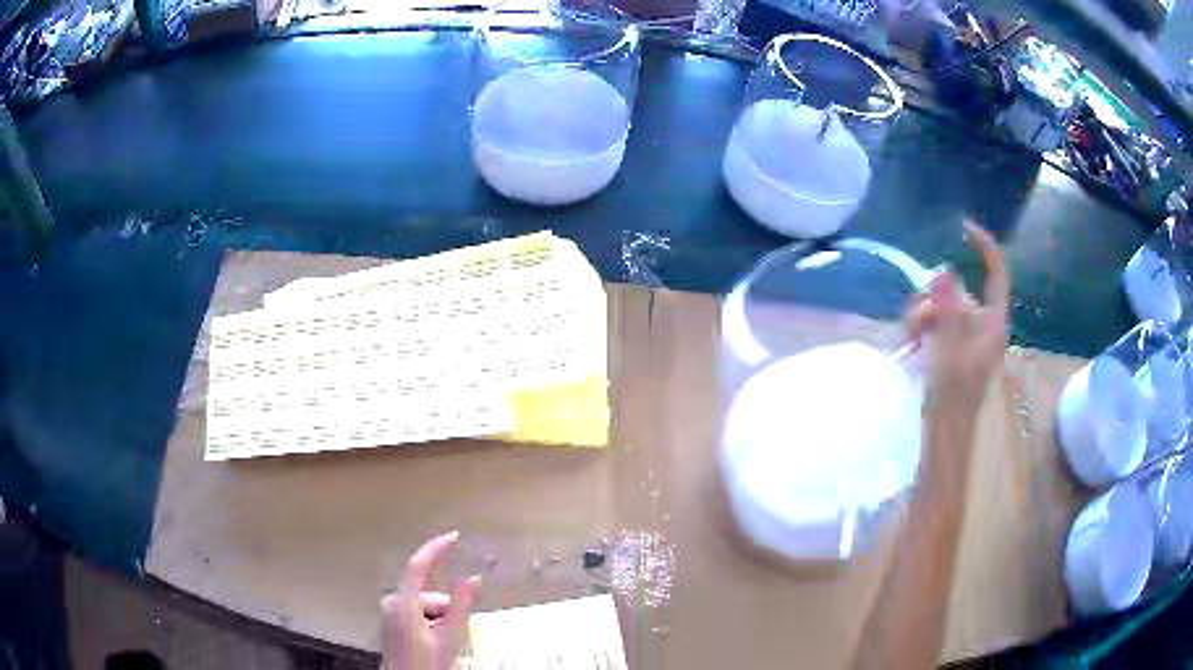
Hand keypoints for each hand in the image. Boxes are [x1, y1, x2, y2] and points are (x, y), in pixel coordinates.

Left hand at [381, 532, 481, 669]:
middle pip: (427, 593)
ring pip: (424, 604)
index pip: (418, 565)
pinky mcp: (391, 621)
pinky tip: (435, 642)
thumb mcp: (450, 638)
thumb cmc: (427, 663)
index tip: (454, 536)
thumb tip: (473, 578)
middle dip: (447, 607)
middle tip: (458, 633)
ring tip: (446, 643)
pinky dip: (430, 621)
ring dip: (440, 618)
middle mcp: (392, 602)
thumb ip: (461, 606)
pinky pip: (416, 612)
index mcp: (403, 603)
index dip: (436, 548)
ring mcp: (389, 612)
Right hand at [904, 220, 1010, 413]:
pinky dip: (921, 329)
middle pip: (958, 290)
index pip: (997, 272)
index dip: (984, 246)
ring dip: (921, 317)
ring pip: (942, 306)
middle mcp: (983, 324)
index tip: (962, 228)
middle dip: (932, 300)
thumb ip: (948, 310)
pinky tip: (908, 345)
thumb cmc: (951, 397)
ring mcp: (968, 337)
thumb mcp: (948, 351)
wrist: (943, 434)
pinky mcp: (954, 347)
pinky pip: (937, 322)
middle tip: (913, 325)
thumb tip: (945, 270)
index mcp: (993, 323)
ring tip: (907, 342)